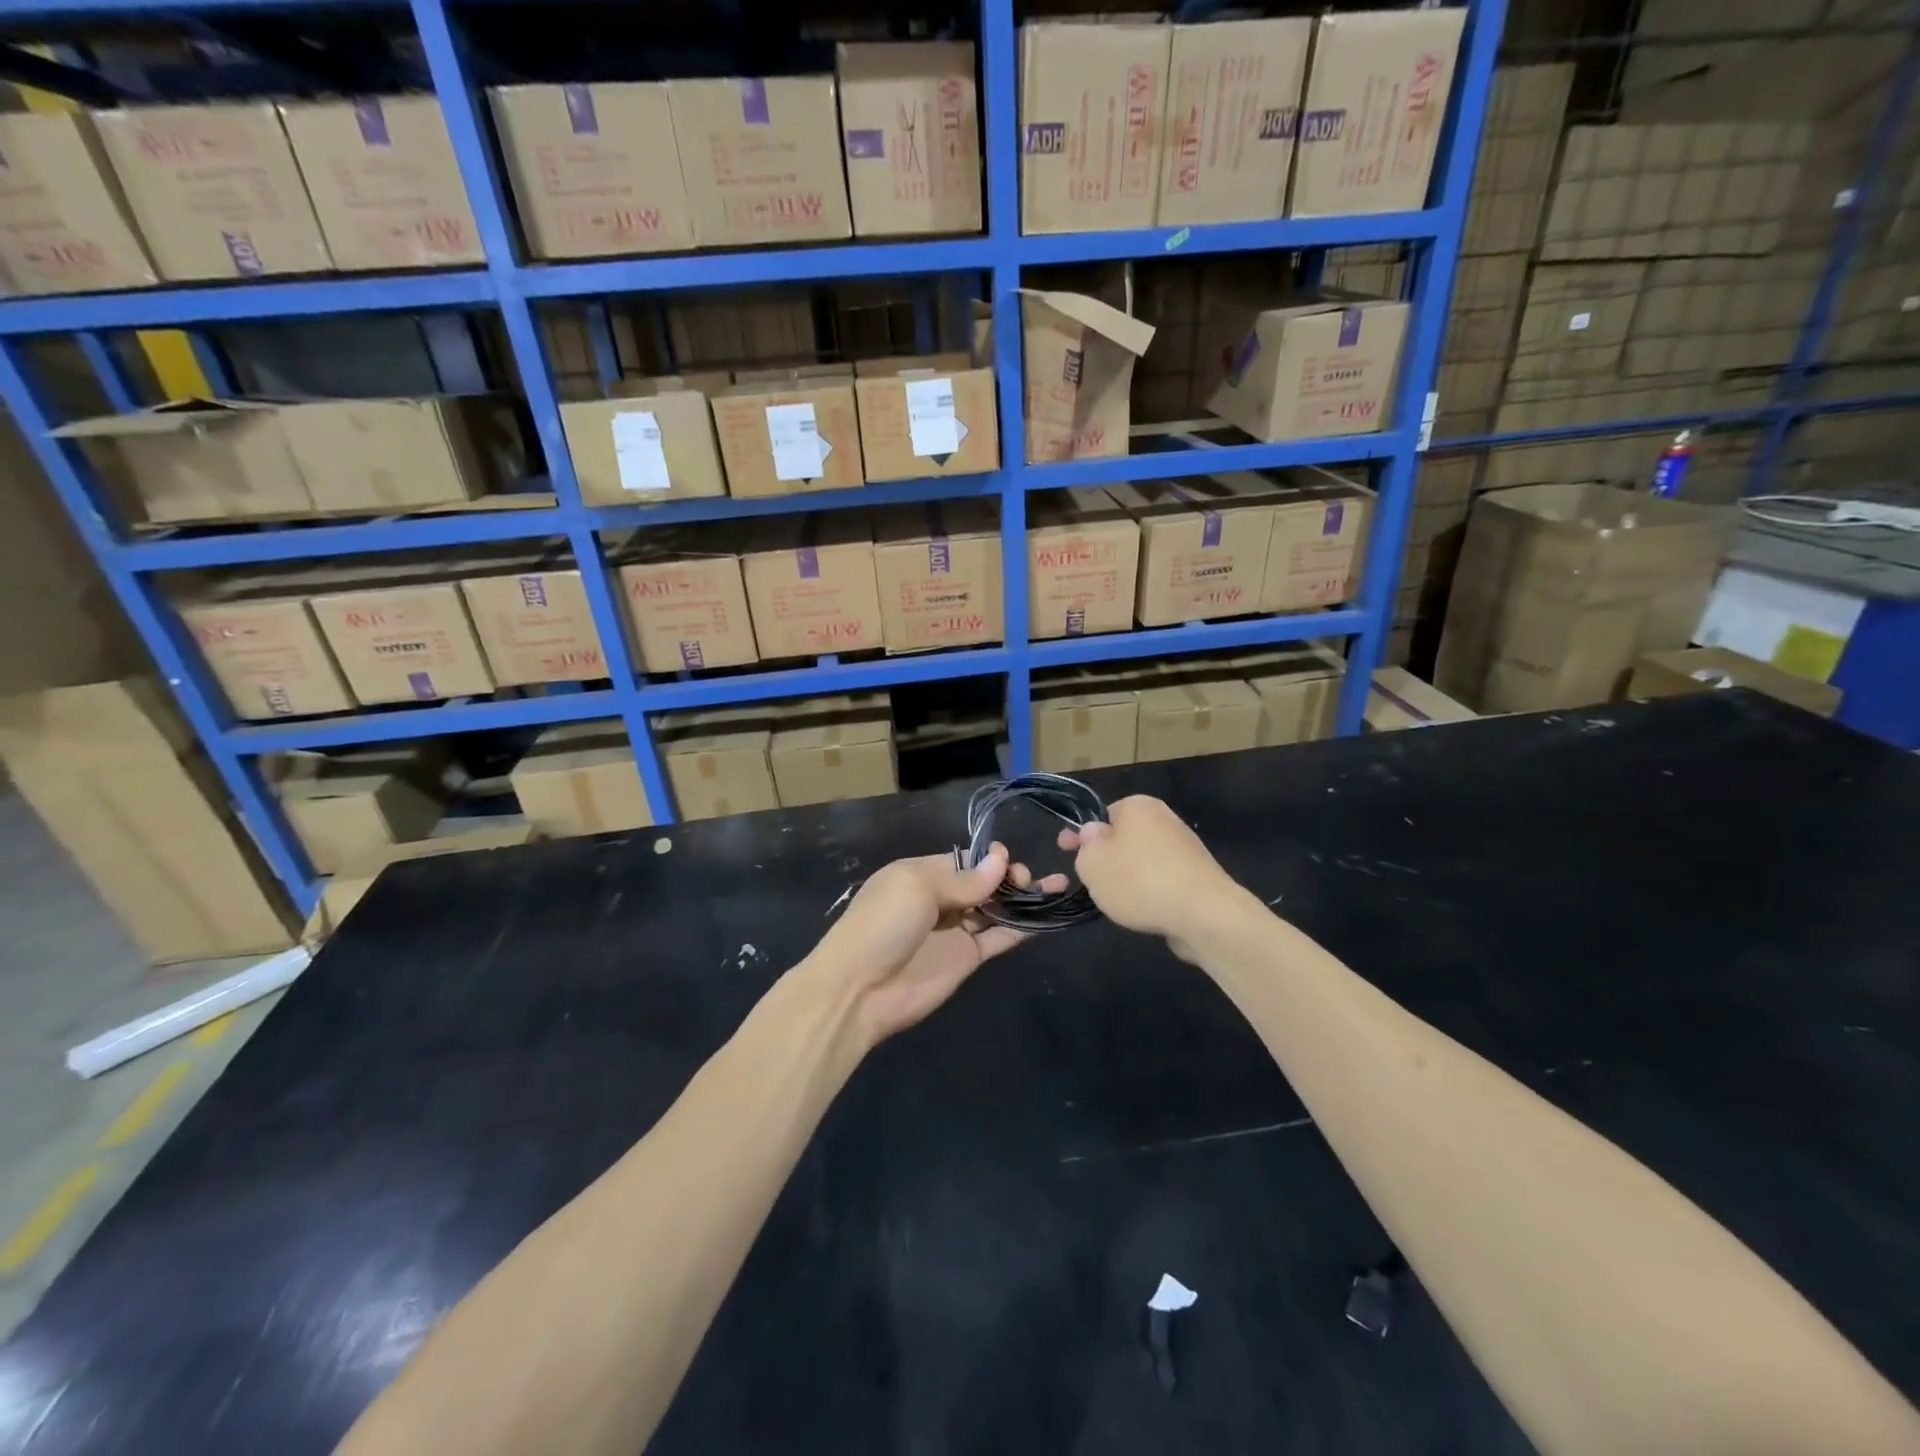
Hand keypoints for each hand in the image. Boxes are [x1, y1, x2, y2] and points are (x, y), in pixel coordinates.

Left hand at [804, 845, 1066, 1042]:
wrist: (860, 990)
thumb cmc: (883, 925)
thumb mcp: (917, 887)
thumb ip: (963, 879)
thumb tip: (1001, 860)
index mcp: (920, 874)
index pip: (964, 860)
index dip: (989, 859)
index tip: (1009, 861)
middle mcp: (940, 899)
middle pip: (983, 883)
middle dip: (1008, 877)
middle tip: (1027, 881)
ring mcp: (954, 930)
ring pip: (995, 908)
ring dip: (1022, 899)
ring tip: (1055, 887)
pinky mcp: (967, 958)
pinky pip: (999, 938)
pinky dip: (1021, 928)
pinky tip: (1045, 917)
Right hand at [1057, 795, 1239, 956]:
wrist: (1203, 914)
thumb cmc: (1139, 880)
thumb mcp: (1092, 863)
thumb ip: (1085, 846)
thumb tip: (1094, 834)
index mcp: (1137, 806)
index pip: (1102, 814)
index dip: (1081, 833)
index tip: (1064, 850)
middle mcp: (1164, 818)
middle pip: (1123, 838)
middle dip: (1107, 858)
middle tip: (1092, 880)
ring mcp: (1185, 847)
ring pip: (1143, 860)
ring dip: (1129, 877)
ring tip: (1119, 902)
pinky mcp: (1198, 876)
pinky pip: (1163, 880)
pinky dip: (1152, 892)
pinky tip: (1146, 911)